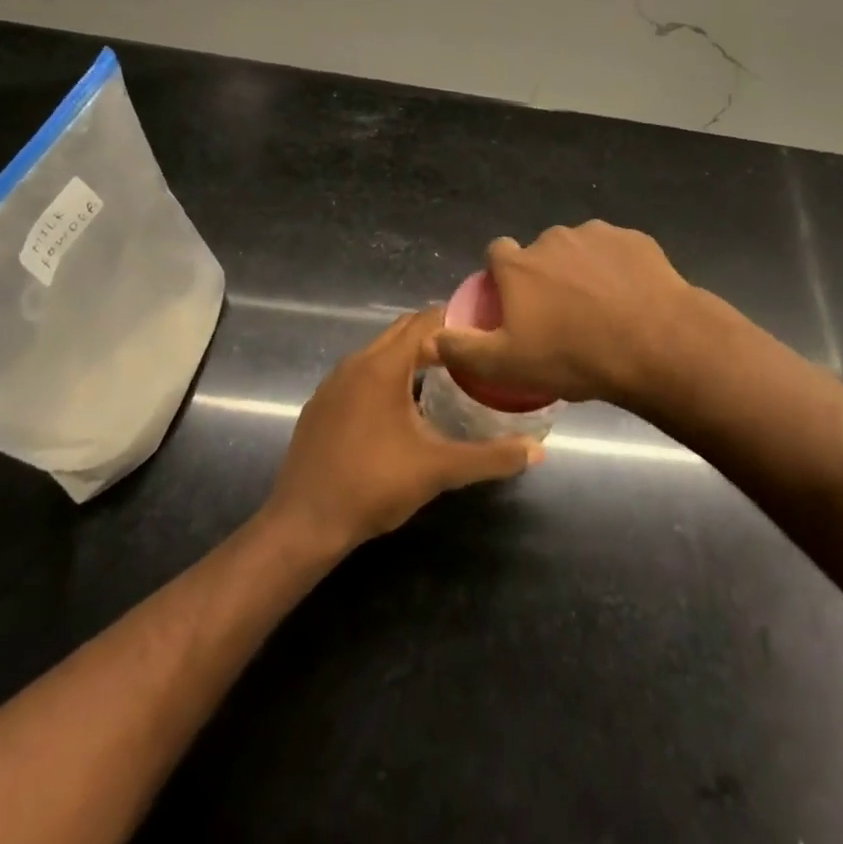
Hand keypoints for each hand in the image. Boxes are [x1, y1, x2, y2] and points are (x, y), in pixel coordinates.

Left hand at [263, 308, 541, 556]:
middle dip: (437, 336)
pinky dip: (385, 375)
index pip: (426, 321)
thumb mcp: (439, 470)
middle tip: (473, 352)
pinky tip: (401, 407)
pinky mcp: (320, 404)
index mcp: (383, 366)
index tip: (487, 329)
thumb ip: (491, 457)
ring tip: (445, 374)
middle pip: (402, 331)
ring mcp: (333, 383)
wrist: (303, 524)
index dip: (457, 319)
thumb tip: (539, 451)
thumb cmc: (373, 486)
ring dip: (410, 355)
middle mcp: (355, 362)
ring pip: (379, 352)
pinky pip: (360, 373)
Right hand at [429, 221, 701, 406]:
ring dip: (582, 271)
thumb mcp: (506, 365)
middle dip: (546, 277)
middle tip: (562, 317)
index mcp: (519, 264)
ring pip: (580, 251)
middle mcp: (553, 239)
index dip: (502, 278)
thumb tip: (431, 338)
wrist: (655, 344)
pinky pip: (617, 253)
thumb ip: (463, 349)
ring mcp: (597, 234)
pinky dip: (618, 270)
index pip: (496, 254)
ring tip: (602, 311)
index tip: (515, 305)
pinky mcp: (635, 240)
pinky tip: (631, 300)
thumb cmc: (574, 356)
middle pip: (540, 254)